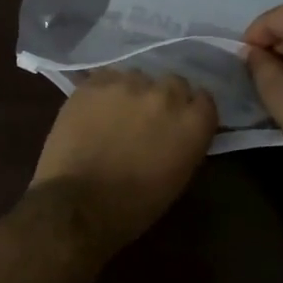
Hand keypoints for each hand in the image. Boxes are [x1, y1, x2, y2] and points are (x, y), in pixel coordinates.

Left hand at [31, 69, 217, 253]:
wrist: (78, 204)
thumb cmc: (133, 205)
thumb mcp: (177, 178)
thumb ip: (186, 143)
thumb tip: (179, 130)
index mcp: (192, 123)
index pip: (204, 100)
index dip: (191, 111)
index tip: (180, 123)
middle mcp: (166, 95)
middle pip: (174, 83)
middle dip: (165, 99)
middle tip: (148, 119)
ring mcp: (129, 85)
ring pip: (138, 77)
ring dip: (133, 93)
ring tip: (117, 114)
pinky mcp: (95, 83)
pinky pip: (107, 77)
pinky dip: (104, 91)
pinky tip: (95, 110)